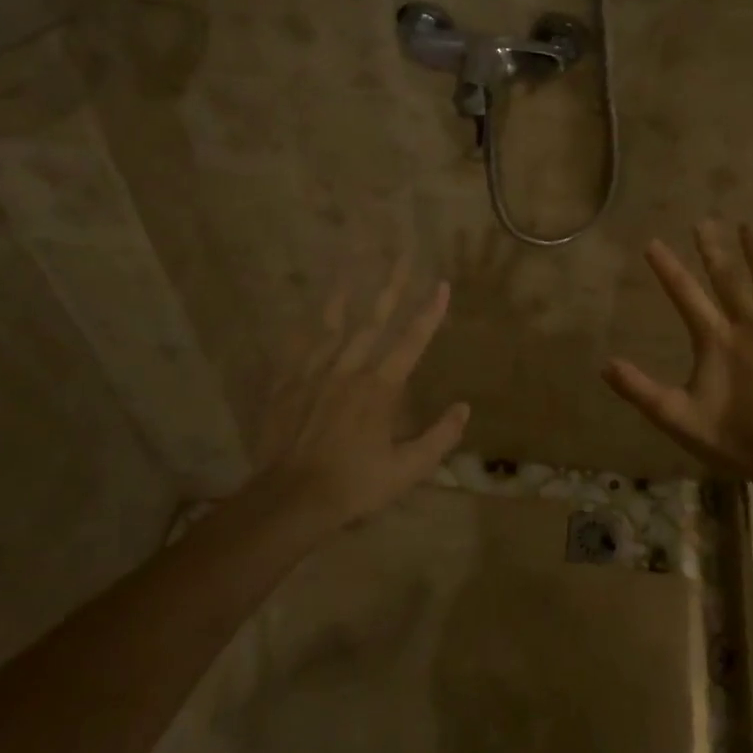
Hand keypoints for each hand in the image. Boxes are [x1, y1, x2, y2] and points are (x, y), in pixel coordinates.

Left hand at [250, 260, 469, 530]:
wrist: (291, 499)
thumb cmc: (355, 485)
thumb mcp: (408, 470)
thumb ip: (440, 437)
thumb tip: (464, 408)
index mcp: (380, 388)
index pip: (412, 341)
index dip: (429, 312)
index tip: (442, 284)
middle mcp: (349, 370)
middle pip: (374, 319)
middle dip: (392, 284)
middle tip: (402, 252)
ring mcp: (315, 373)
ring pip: (334, 323)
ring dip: (347, 290)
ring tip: (352, 258)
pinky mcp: (288, 384)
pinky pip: (299, 346)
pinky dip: (307, 326)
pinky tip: (310, 310)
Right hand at [605, 222, 752, 481]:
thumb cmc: (736, 437)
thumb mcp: (678, 418)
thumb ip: (640, 390)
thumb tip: (605, 365)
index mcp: (716, 340)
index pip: (685, 295)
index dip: (667, 268)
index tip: (653, 242)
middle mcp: (750, 326)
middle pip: (728, 279)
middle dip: (713, 249)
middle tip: (705, 222)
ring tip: (748, 229)